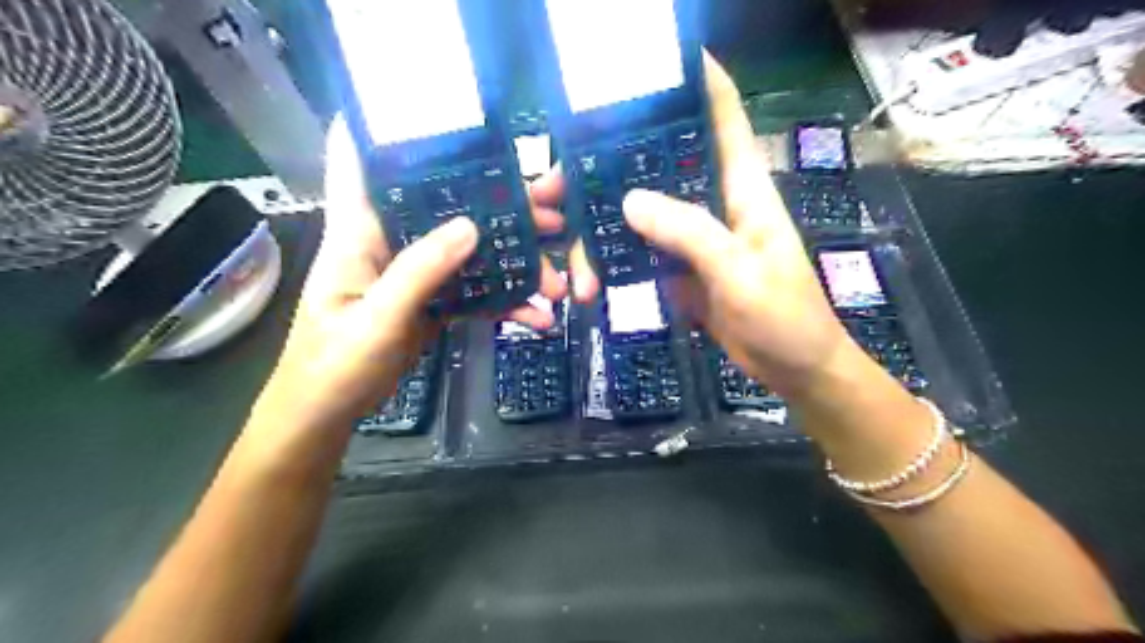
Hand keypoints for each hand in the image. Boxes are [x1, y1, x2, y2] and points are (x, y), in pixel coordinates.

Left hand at [255, 117, 568, 428]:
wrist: (330, 414)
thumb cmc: (334, 364)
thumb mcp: (377, 318)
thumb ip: (420, 271)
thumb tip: (471, 225)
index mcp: (360, 232)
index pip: (364, 161)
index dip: (389, 126)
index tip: (441, 111)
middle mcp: (391, 242)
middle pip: (448, 208)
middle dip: (501, 206)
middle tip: (552, 209)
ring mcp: (416, 273)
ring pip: (471, 252)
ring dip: (514, 261)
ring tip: (557, 277)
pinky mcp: (432, 302)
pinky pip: (475, 292)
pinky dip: (505, 303)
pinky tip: (536, 316)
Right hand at [569, 56, 848, 396]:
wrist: (793, 368)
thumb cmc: (784, 315)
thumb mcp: (740, 271)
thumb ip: (690, 233)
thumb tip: (629, 201)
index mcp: (742, 189)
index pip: (723, 117)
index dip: (698, 81)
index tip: (657, 60)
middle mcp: (713, 204)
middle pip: (658, 169)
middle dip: (608, 168)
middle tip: (556, 182)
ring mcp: (694, 239)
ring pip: (641, 217)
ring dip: (602, 228)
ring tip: (566, 251)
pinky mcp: (681, 270)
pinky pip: (642, 254)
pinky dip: (614, 263)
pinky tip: (589, 277)